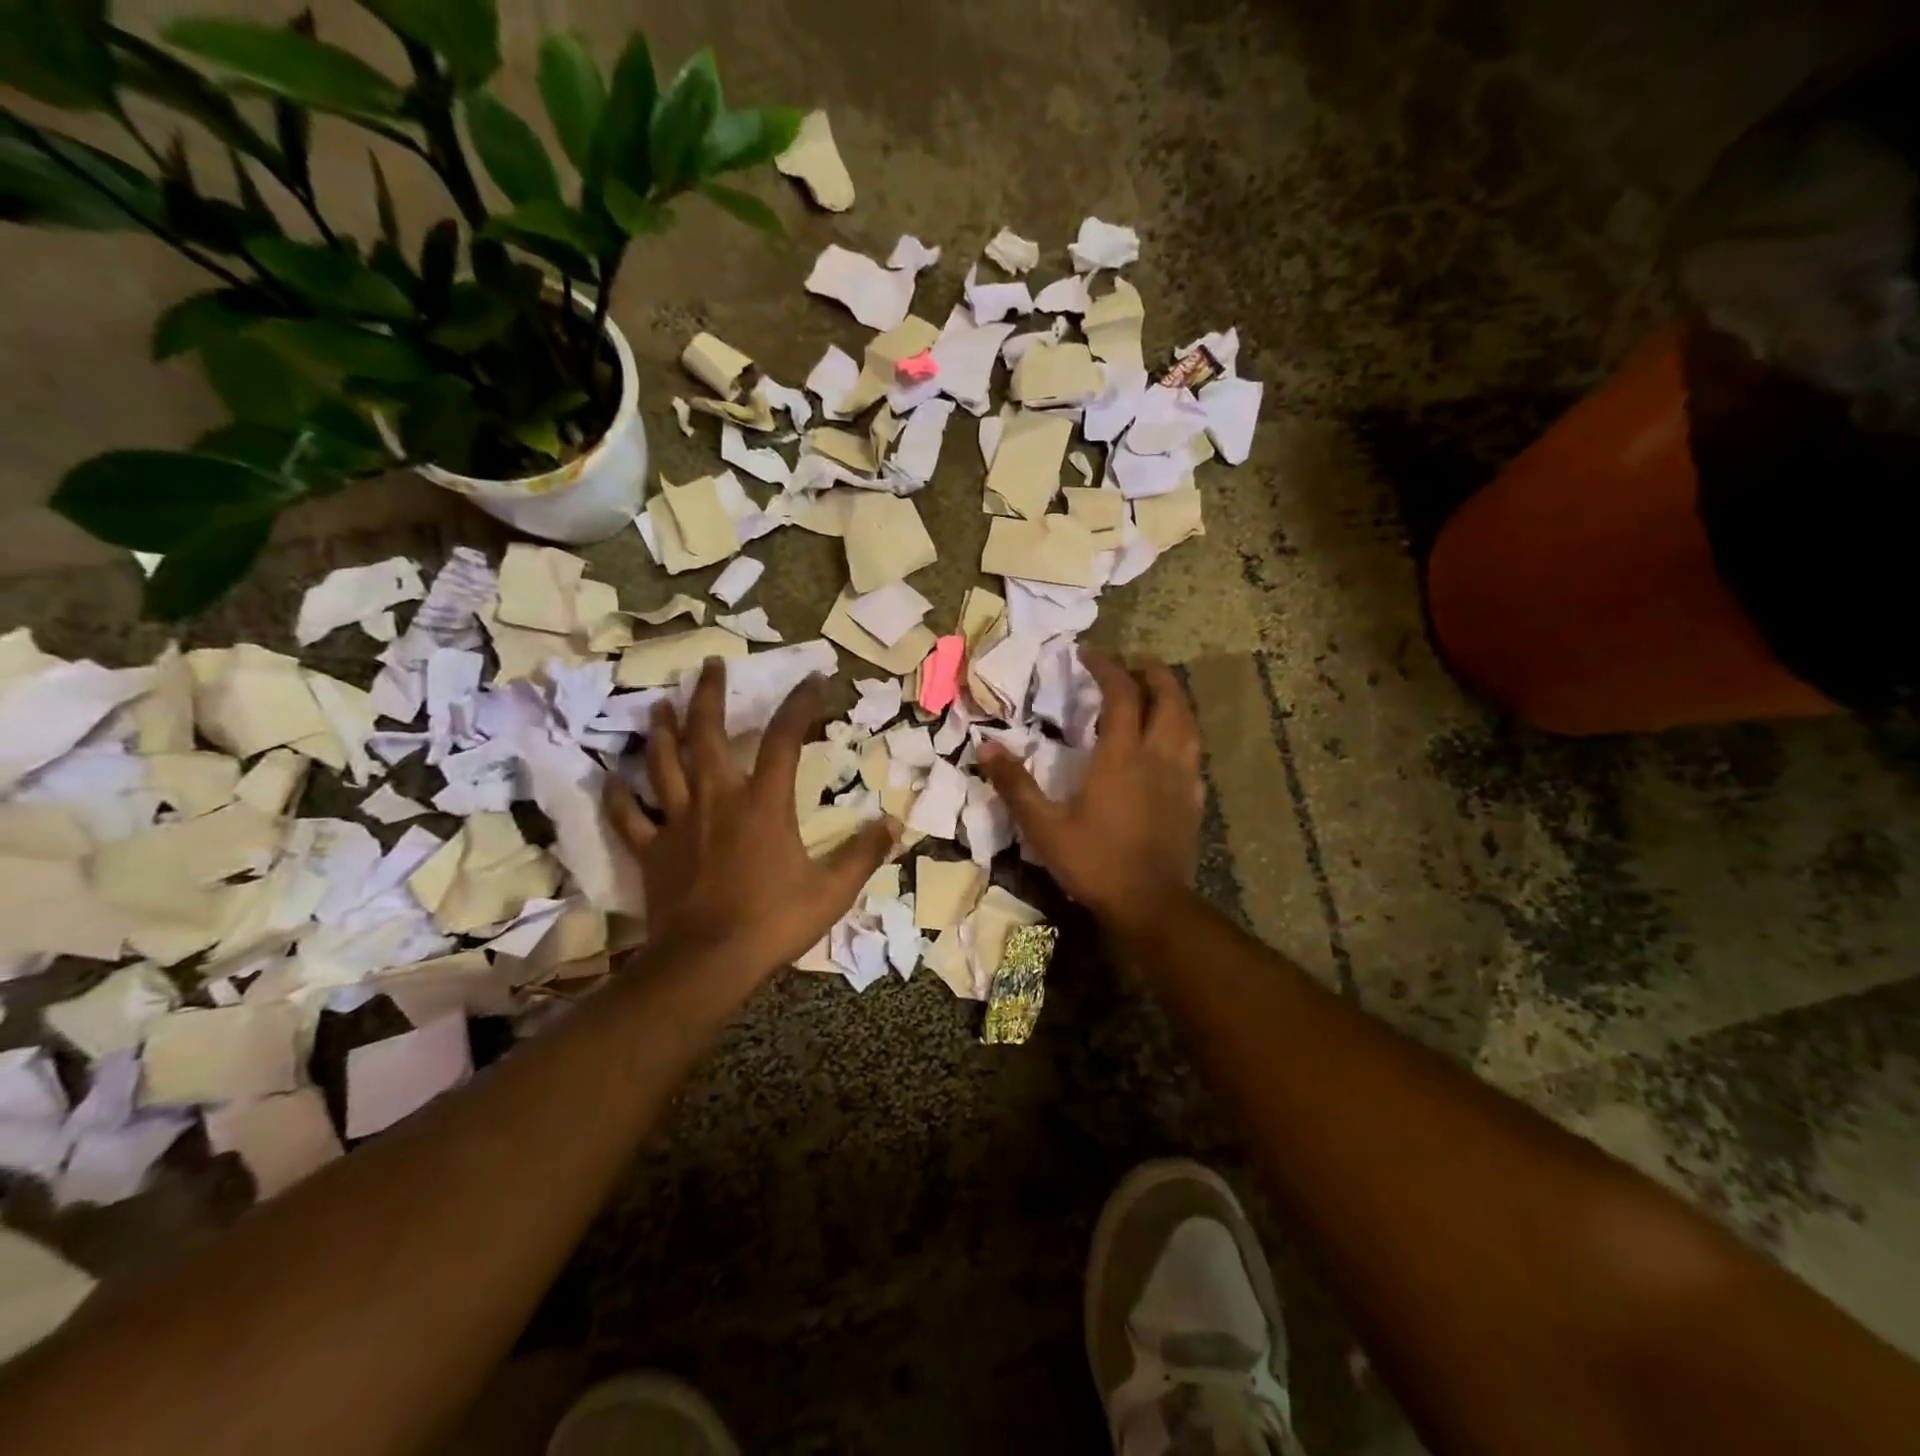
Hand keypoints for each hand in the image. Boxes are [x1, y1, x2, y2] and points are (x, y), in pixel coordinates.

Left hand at [604, 659, 895, 972]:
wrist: (707, 962)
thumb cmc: (773, 922)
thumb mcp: (832, 891)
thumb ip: (863, 853)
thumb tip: (894, 823)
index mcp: (763, 803)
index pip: (783, 740)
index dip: (799, 706)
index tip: (813, 680)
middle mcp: (717, 799)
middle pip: (707, 735)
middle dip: (709, 696)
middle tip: (710, 665)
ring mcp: (678, 822)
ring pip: (663, 764)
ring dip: (661, 731)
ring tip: (659, 705)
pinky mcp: (651, 850)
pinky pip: (629, 816)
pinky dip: (619, 796)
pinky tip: (612, 778)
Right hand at [979, 650, 1202, 933]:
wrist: (1150, 904)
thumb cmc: (1094, 862)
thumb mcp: (1043, 826)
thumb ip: (1015, 785)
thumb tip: (985, 747)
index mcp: (1121, 756)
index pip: (1121, 694)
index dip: (1106, 667)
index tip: (1088, 654)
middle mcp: (1158, 756)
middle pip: (1168, 698)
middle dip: (1152, 672)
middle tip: (1134, 660)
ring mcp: (1181, 778)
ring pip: (1188, 722)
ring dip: (1174, 698)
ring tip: (1157, 691)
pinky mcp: (1194, 800)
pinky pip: (1193, 754)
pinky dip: (1183, 734)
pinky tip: (1172, 745)